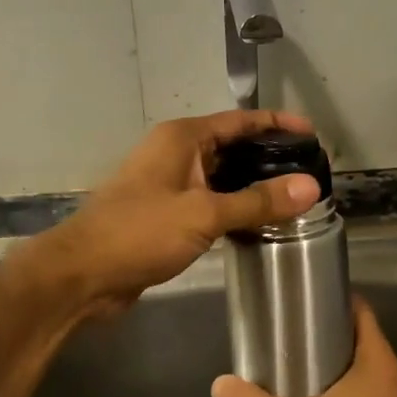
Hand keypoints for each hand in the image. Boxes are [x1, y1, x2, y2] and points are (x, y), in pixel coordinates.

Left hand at [26, 110, 322, 314]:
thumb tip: (310, 187)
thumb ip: (257, 201)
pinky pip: (210, 202)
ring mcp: (169, 184)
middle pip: (233, 147)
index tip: (313, 135)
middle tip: (310, 173)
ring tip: (295, 200)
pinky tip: (260, 224)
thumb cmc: (140, 232)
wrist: (83, 274)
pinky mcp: (166, 214)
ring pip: (222, 178)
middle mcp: (176, 154)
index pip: (240, 121)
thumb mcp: (203, 214)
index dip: (277, 124)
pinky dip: (234, 209)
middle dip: (269, 158)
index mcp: (182, 138)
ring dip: (253, 187)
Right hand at [211, 299, 396, 396]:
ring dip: (340, 374)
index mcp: (381, 367)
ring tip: (300, 378)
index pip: (361, 314)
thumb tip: (219, 385)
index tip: (303, 304)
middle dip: (329, 340)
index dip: (334, 302)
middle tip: (290, 343)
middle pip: (363, 344)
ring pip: (369, 377)